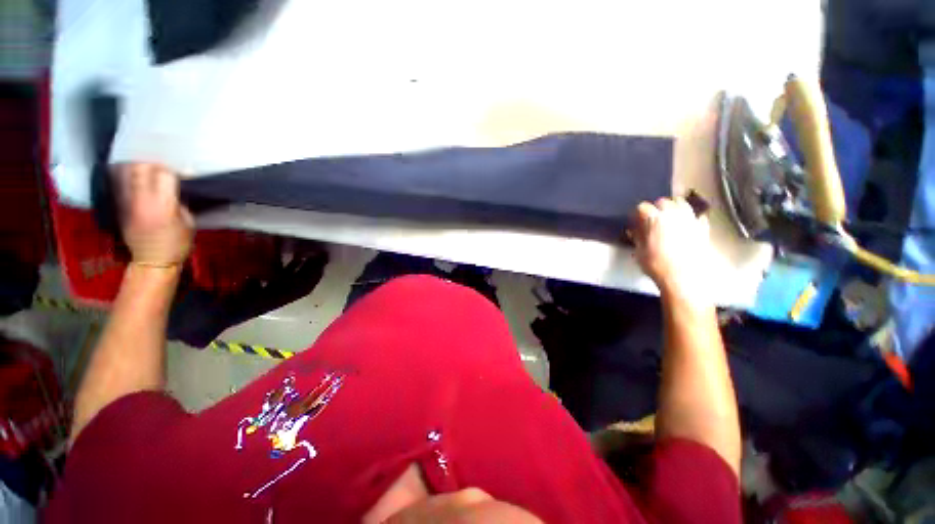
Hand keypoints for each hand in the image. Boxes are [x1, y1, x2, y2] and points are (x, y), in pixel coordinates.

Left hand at [114, 163, 193, 265]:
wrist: (151, 261)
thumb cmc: (177, 244)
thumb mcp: (188, 222)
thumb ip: (179, 202)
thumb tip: (175, 188)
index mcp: (163, 205)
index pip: (165, 175)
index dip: (174, 172)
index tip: (183, 176)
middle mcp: (142, 200)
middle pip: (141, 168)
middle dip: (153, 165)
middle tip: (163, 171)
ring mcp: (127, 202)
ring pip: (126, 172)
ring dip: (138, 168)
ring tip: (148, 172)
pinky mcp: (119, 206)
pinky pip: (120, 183)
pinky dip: (127, 176)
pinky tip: (135, 179)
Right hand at [631, 197, 713, 304]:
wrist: (684, 276)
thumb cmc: (657, 264)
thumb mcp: (639, 251)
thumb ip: (637, 237)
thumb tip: (634, 230)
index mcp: (654, 219)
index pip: (643, 207)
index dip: (637, 213)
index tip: (635, 220)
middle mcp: (673, 214)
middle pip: (663, 201)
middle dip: (656, 207)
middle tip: (652, 218)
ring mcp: (690, 219)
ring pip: (682, 203)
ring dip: (674, 207)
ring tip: (670, 217)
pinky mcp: (703, 227)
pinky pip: (697, 215)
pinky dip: (691, 217)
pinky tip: (687, 224)